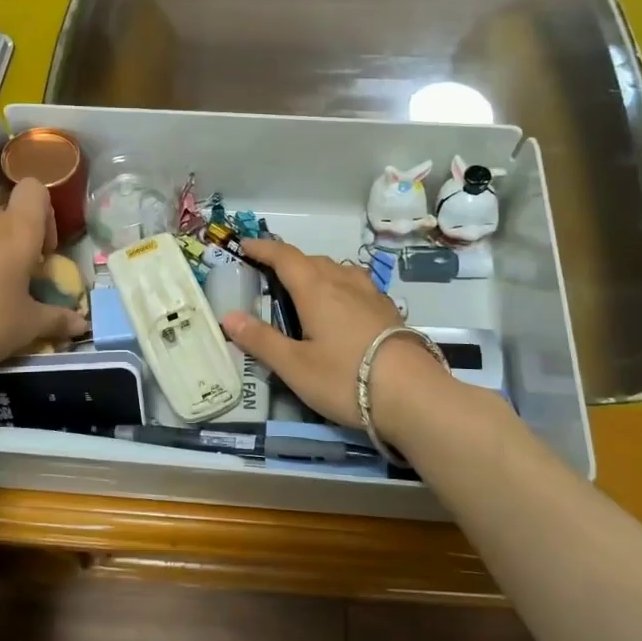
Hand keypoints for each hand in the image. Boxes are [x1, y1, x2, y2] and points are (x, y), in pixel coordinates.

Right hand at [219, 239, 449, 434]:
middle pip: (313, 261)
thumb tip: (227, 316)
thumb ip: (261, 340)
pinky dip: (340, 286)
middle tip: (270, 275)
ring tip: (306, 289)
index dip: (263, 249)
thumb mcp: (295, 366)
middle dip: (289, 261)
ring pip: (339, 270)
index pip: (285, 258)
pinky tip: (343, 307)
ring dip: (317, 271)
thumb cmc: (345, 378)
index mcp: (316, 290)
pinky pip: (357, 286)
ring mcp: (371, 296)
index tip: (245, 245)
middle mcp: (344, 284)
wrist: (414, 395)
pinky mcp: (390, 312)